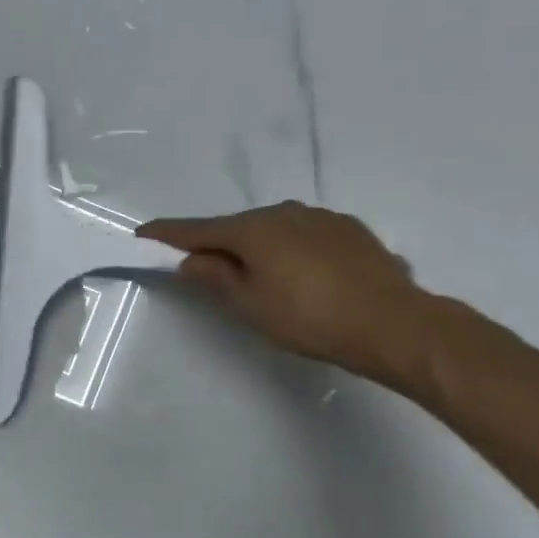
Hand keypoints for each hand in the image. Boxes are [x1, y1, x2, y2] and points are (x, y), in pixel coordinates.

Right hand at [137, 202, 428, 378]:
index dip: (168, 233)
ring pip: (274, 228)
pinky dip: (293, 249)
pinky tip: (305, 274)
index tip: (144, 233)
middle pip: (237, 227)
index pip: (198, 229)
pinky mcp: (350, 229)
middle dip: (219, 244)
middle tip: (208, 268)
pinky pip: (305, 234)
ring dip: (259, 246)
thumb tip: (191, 260)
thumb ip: (217, 278)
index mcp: (252, 230)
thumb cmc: (311, 318)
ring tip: (263, 275)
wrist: (394, 324)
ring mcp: (320, 217)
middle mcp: (283, 213)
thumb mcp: (252, 306)